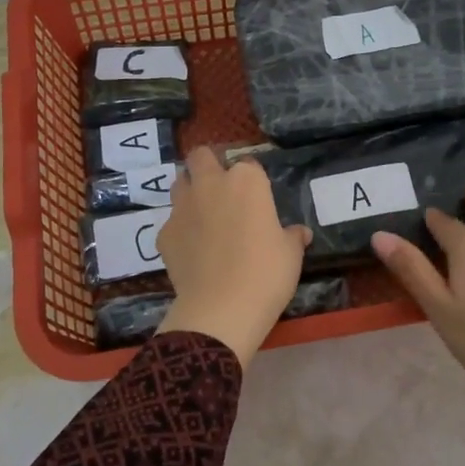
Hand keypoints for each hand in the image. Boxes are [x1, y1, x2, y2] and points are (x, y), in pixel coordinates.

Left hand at [156, 147, 311, 366]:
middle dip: (207, 165)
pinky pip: (172, 222)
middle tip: (220, 188)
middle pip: (201, 157)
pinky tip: (192, 250)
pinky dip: (180, 230)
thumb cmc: (266, 273)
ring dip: (190, 191)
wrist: (222, 309)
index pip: (248, 163)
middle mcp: (211, 185)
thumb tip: (300, 233)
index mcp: (246, 181)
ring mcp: (182, 208)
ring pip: (179, 183)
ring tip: (203, 214)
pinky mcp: (164, 233)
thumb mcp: (291, 254)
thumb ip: (293, 236)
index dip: (251, 178)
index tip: (256, 196)